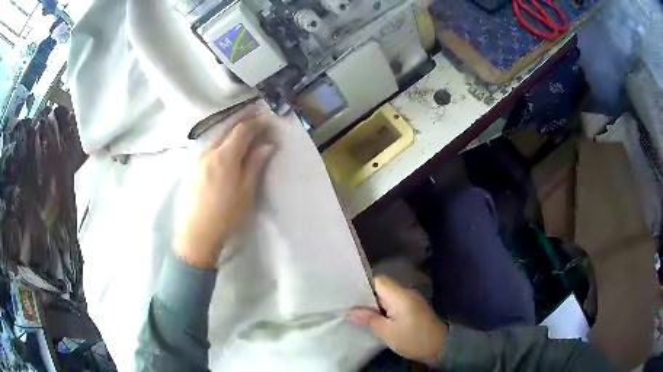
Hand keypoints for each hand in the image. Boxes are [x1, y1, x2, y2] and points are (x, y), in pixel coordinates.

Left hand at [176, 114, 274, 268]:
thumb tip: (267, 144)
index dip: (256, 123)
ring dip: (231, 129)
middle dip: (242, 119)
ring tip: (242, 127)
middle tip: (255, 113)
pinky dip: (221, 139)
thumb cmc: (227, 214)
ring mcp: (199, 160)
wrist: (198, 233)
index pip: (242, 131)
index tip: (267, 120)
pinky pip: (210, 146)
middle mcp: (210, 152)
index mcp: (225, 156)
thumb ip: (256, 164)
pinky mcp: (194, 169)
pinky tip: (225, 145)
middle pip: (227, 129)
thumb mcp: (246, 190)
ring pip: (217, 136)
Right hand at [346, 275, 447, 364]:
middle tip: (350, 308)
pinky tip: (375, 320)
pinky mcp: (413, 309)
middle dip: (366, 298)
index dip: (363, 286)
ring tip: (359, 315)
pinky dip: (384, 310)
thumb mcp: (386, 331)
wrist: (439, 346)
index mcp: (400, 294)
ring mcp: (411, 301)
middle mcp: (406, 293)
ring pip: (387, 297)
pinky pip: (394, 304)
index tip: (350, 297)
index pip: (378, 280)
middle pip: (382, 288)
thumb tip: (349, 311)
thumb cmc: (412, 338)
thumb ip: (368, 319)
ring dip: (375, 305)